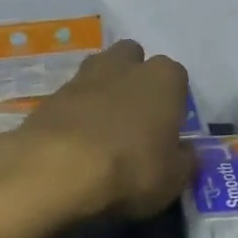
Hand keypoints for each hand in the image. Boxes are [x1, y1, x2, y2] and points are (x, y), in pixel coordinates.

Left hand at [7, 40, 194, 219]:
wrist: (57, 169)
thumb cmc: (130, 169)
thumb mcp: (173, 179)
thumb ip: (184, 160)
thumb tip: (186, 151)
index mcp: (163, 78)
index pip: (176, 76)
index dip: (173, 101)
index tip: (168, 128)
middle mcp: (125, 65)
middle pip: (133, 58)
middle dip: (134, 78)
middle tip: (135, 118)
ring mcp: (83, 76)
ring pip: (99, 72)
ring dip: (103, 92)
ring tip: (103, 129)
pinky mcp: (51, 95)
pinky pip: (71, 98)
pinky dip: (75, 113)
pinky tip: (75, 142)